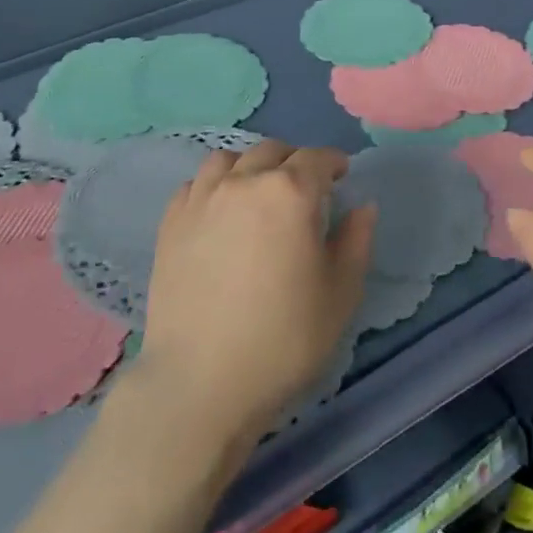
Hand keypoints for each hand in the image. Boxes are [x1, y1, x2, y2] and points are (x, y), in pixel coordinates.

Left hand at [137, 140, 375, 442]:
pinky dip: (214, 186)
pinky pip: (195, 184)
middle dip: (294, 161)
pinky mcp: (170, 223)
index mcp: (290, 193)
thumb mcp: (341, 294)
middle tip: (305, 188)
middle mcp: (243, 182)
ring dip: (251, 166)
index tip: (341, 175)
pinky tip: (220, 212)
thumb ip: (356, 241)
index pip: (316, 158)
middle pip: (272, 151)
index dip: (334, 163)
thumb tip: (362, 207)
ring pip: (228, 159)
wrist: (201, 381)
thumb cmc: (284, 339)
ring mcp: (200, 199)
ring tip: (258, 192)